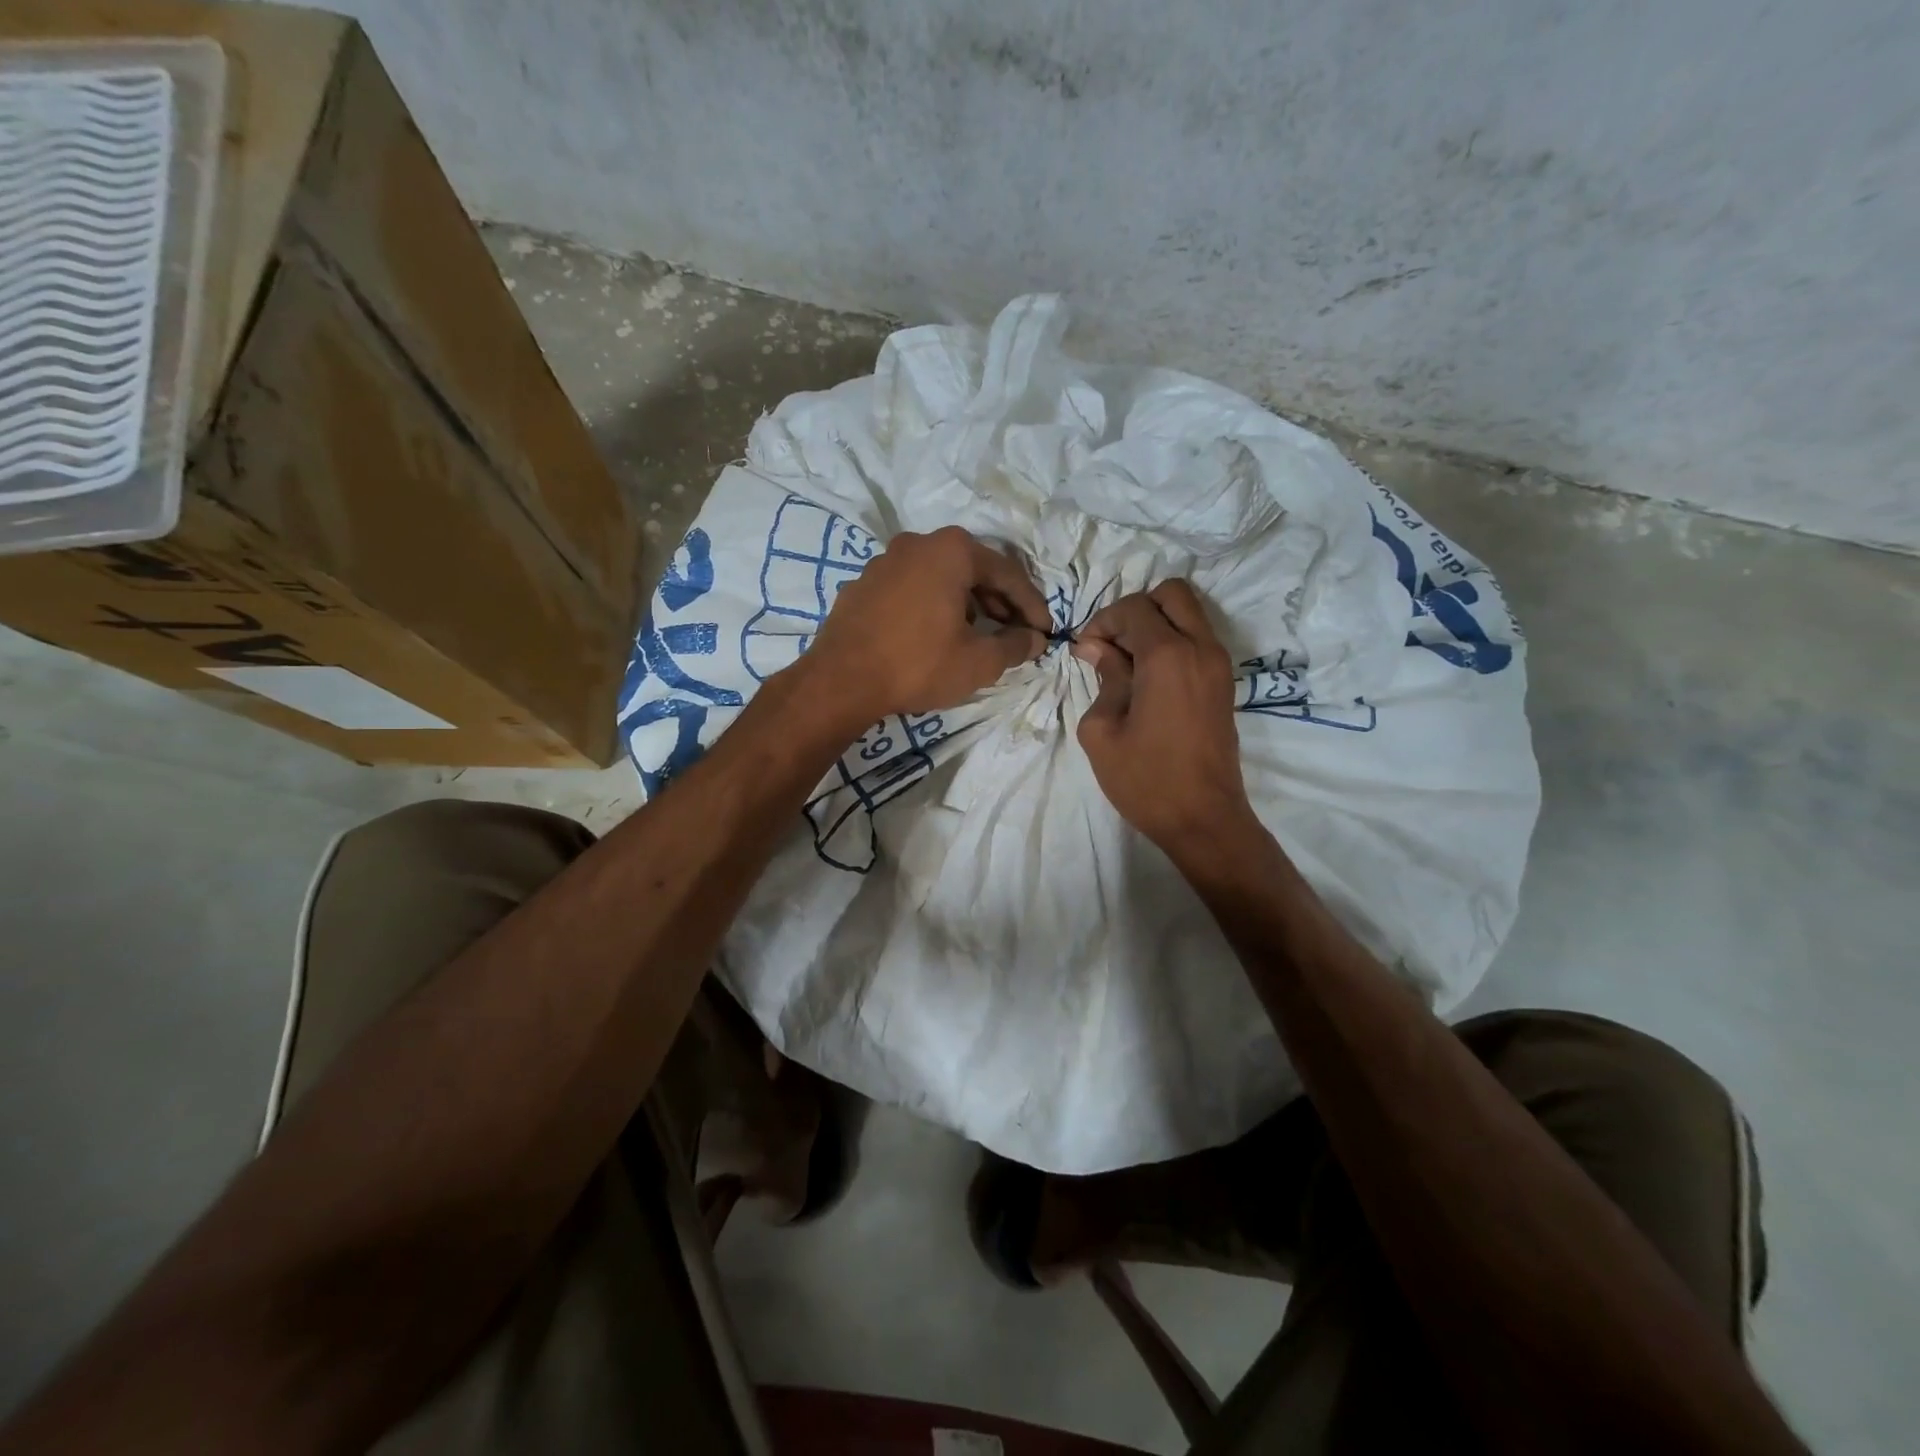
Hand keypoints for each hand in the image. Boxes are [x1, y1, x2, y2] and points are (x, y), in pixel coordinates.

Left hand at [801, 526, 1048, 722]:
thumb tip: (1034, 639)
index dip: (1032, 605)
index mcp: (952, 550)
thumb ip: (1014, 646)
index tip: (1045, 631)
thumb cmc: (918, 664)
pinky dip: (933, 606)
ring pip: (940, 578)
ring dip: (966, 603)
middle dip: (999, 603)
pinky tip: (937, 634)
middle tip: (1016, 633)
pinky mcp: (863, 584)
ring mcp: (885, 561)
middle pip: (972, 570)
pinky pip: (912, 589)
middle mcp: (918, 543)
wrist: (841, 681)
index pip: (1007, 574)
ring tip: (980, 635)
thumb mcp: (978, 661)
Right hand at [1072, 581, 1255, 855]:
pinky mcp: (1224, 683)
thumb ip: (1104, 678)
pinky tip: (1148, 677)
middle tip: (1111, 645)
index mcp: (1169, 656)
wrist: (1203, 819)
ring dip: (1156, 624)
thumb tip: (1096, 648)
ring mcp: (1219, 665)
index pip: (1134, 608)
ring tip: (1127, 662)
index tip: (1085, 652)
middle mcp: (1201, 648)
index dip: (1103, 622)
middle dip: (1135, 609)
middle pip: (1172, 594)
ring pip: (1189, 613)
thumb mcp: (1103, 730)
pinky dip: (1173, 641)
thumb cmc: (1145, 779)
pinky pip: (1199, 639)